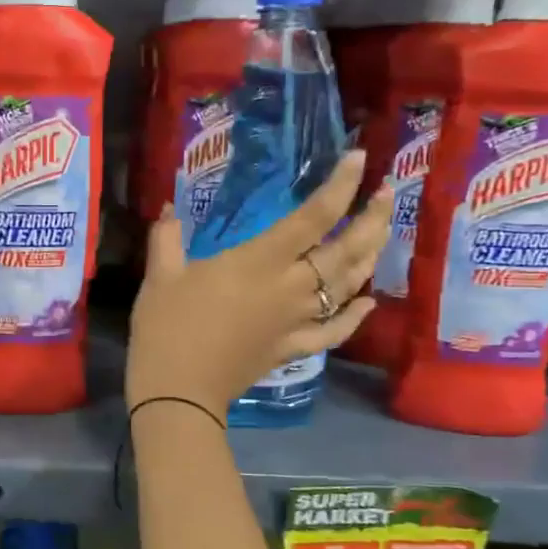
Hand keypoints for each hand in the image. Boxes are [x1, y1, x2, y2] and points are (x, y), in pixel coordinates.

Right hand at [126, 150, 392, 414]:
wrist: (178, 389)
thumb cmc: (167, 326)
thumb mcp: (160, 275)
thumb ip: (167, 237)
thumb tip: (168, 207)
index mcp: (260, 261)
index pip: (313, 216)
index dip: (340, 185)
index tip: (359, 159)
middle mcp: (290, 287)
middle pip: (346, 249)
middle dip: (372, 218)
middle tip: (388, 193)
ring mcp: (297, 320)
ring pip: (348, 286)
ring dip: (370, 257)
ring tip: (382, 233)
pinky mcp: (293, 348)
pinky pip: (334, 331)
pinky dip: (355, 317)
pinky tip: (369, 302)